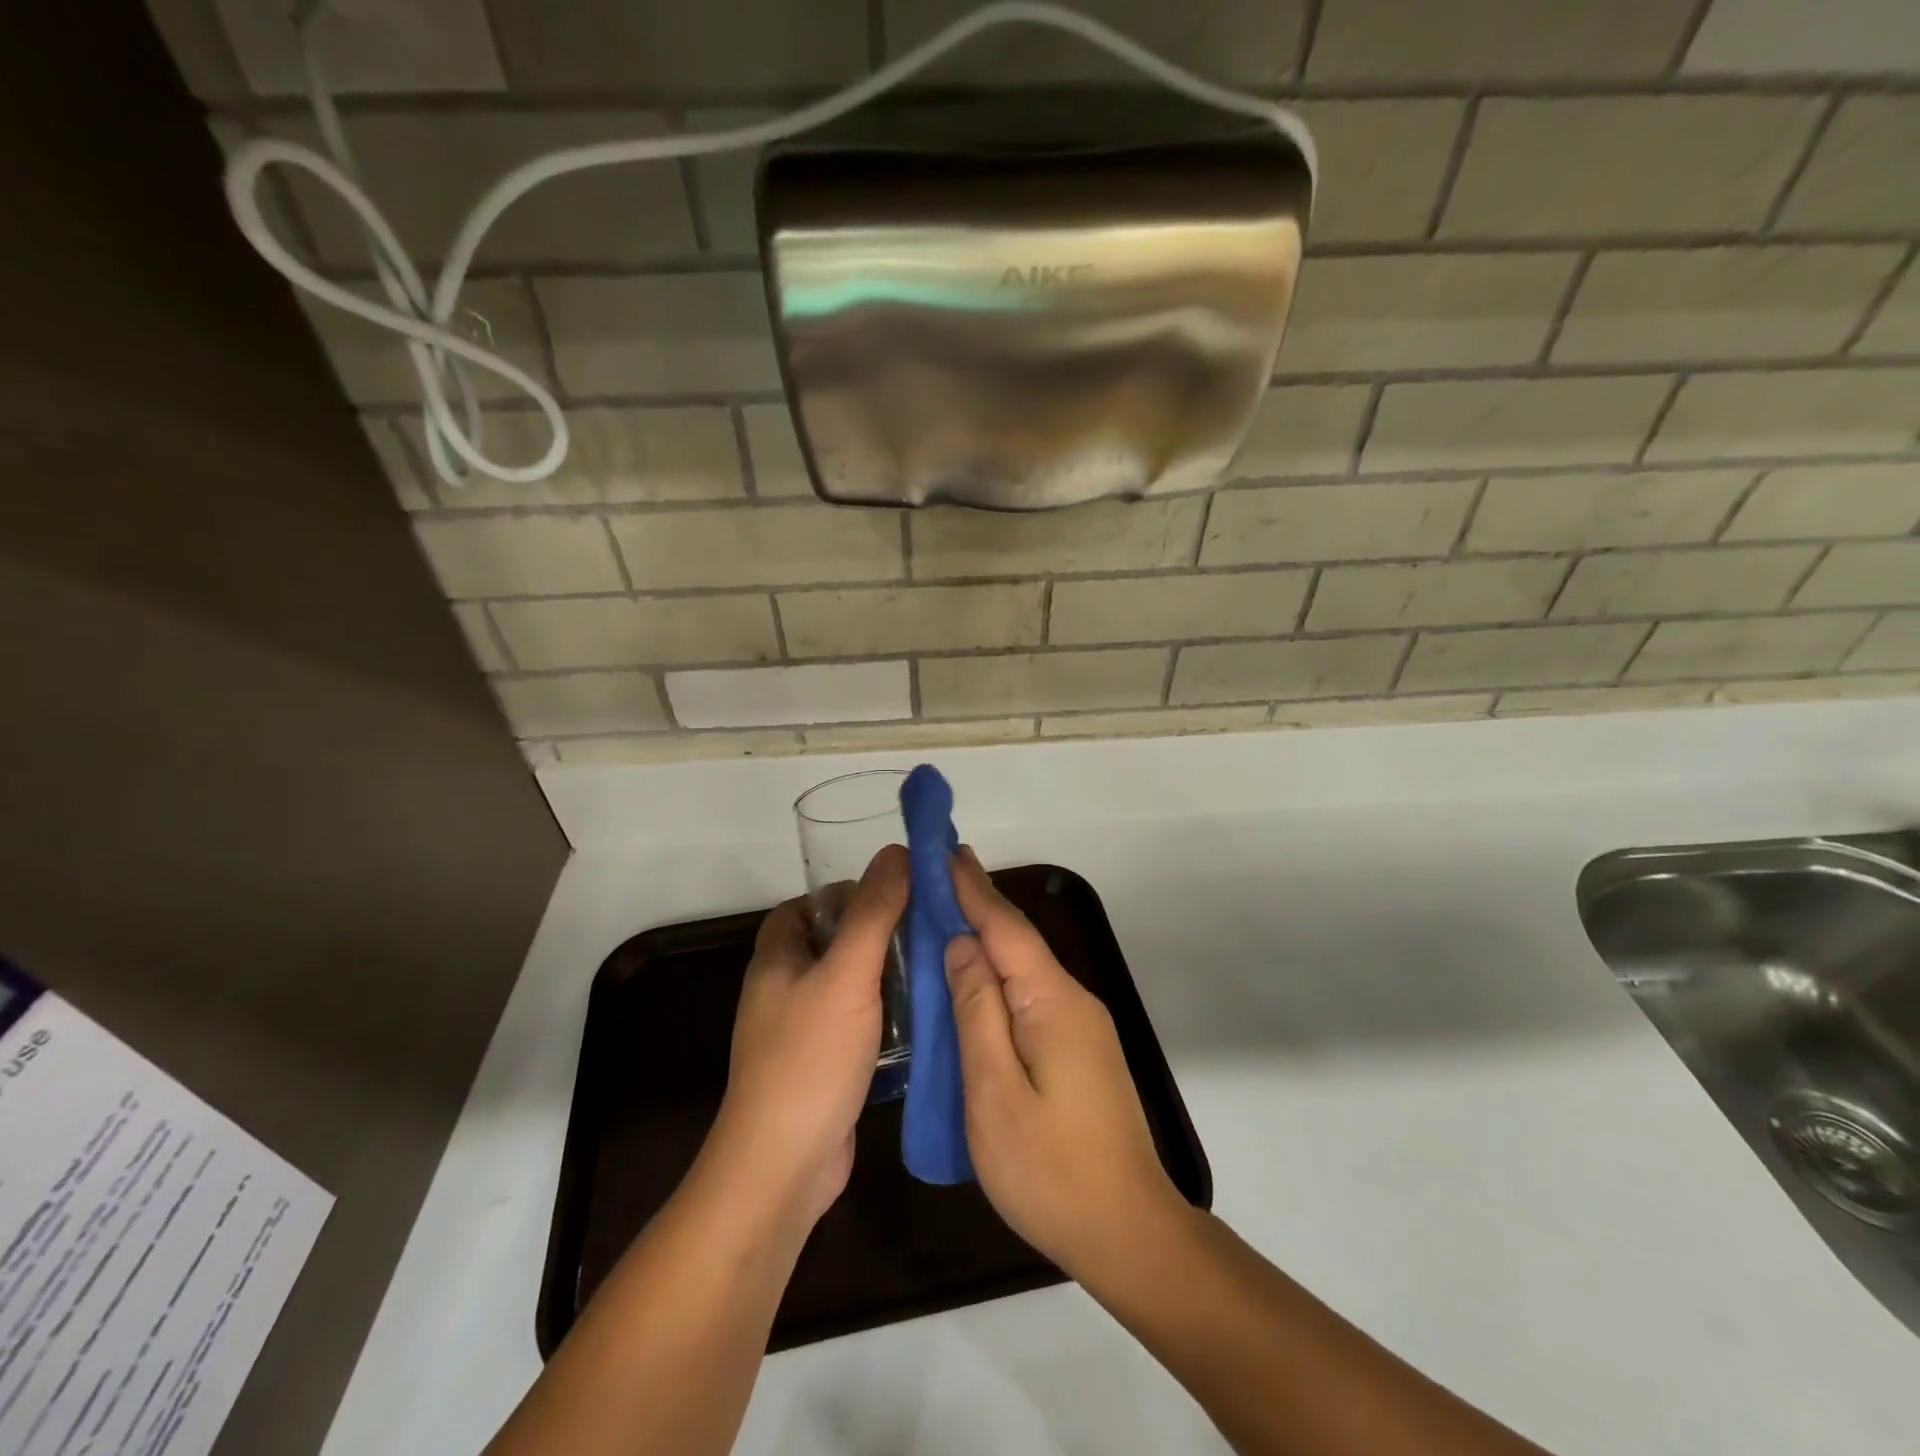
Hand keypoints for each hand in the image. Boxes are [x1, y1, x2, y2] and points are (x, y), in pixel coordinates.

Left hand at [707, 845, 908, 1229]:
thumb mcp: (846, 976)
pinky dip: (885, 1014)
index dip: (844, 894)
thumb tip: (896, 852)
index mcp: (777, 959)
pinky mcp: (823, 1066)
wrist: (783, 1168)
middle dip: (876, 933)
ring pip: (848, 985)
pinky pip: (857, 1023)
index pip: (806, 907)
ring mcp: (801, 1032)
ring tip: (935, 966)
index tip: (893, 895)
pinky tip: (923, 1016)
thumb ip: (873, 913)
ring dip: (886, 975)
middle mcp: (784, 990)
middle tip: (926, 929)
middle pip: (832, 943)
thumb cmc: (808, 1059)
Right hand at [944, 849, 1188, 1285]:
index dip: (972, 887)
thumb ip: (976, 1011)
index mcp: (1052, 1001)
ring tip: (943, 916)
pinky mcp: (1078, 1048)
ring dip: (985, 940)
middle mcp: (1072, 999)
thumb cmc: (1050, 1168)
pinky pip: (1029, 995)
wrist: (1126, 1231)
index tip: (944, 849)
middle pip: (1017, 941)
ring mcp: (1080, 1025)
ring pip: (1024, 968)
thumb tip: (961, 946)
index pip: (1005, 927)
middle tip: (934, 876)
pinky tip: (973, 981)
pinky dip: (997, 976)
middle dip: (976, 905)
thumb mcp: (994, 1091)